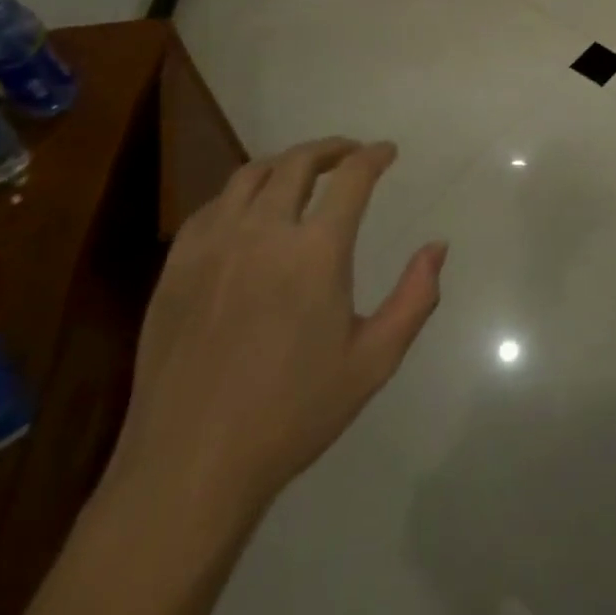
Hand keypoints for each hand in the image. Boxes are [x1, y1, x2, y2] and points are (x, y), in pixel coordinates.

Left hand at [105, 138, 446, 523]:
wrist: (191, 465)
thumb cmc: (293, 414)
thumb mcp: (373, 362)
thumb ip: (415, 297)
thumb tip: (438, 246)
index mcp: (315, 252)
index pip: (351, 178)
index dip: (373, 156)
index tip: (387, 151)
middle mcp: (263, 232)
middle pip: (298, 162)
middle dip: (331, 148)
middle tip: (349, 153)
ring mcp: (213, 245)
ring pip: (250, 175)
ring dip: (284, 162)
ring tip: (302, 171)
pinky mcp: (177, 266)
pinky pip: (212, 206)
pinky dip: (240, 193)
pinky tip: (249, 210)